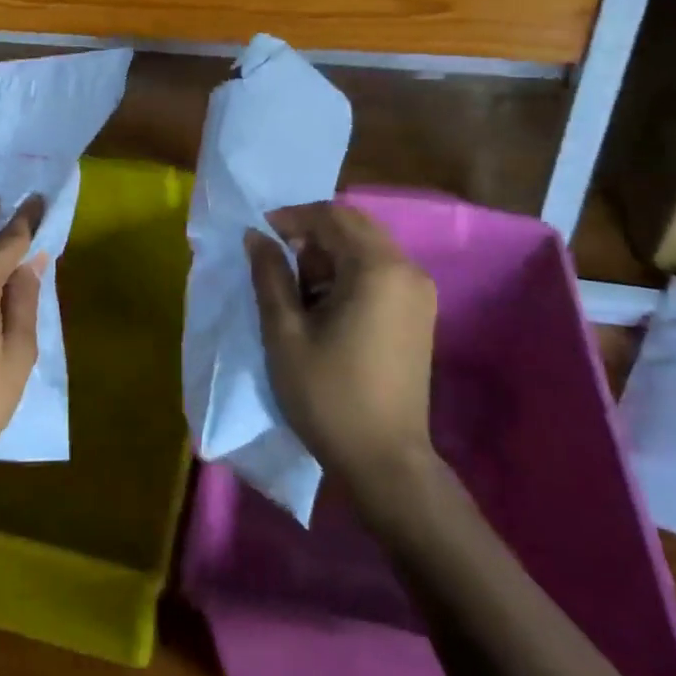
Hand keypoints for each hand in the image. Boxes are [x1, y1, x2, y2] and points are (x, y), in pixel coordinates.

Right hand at [247, 202, 438, 494]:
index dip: (292, 217)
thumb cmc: (328, 395)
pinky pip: (380, 271)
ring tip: (296, 288)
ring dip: (329, 254)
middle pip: (354, 226)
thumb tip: (256, 236)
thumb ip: (270, 276)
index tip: (260, 234)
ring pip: (367, 248)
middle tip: (277, 260)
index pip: (332, 216)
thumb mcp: (285, 333)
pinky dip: (349, 273)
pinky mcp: (419, 314)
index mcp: (377, 268)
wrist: (384, 460)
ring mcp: (419, 292)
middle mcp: (407, 270)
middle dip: (311, 234)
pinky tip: (325, 305)